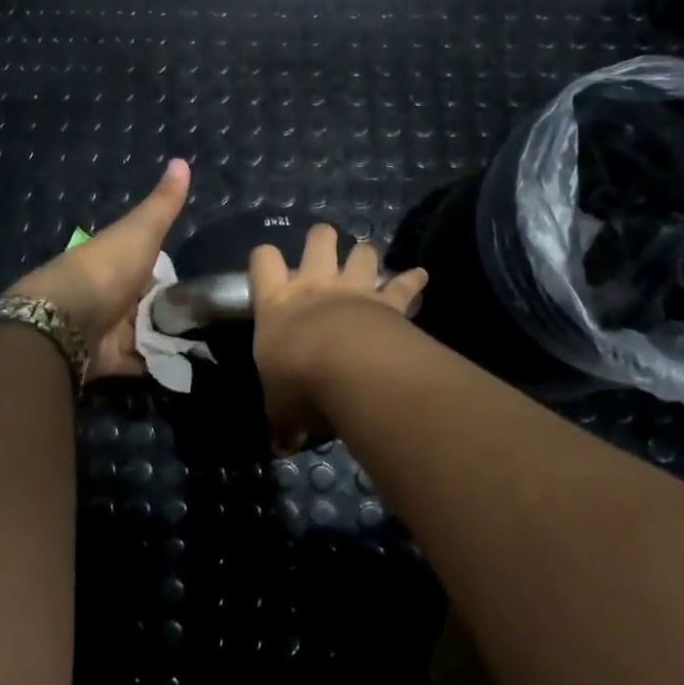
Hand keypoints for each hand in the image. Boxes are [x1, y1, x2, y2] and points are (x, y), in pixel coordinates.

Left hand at [9, 159, 191, 379]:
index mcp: (117, 261)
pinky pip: (139, 363)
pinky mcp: (109, 360)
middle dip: (172, 310)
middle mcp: (112, 294)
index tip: (200, 279)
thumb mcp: (141, 230)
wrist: (65, 320)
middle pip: (148, 303)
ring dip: (168, 338)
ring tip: (209, 343)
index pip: (148, 265)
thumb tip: (182, 159)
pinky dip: (158, 365)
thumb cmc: (106, 268)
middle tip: (212, 317)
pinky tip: (187, 366)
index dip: (169, 270)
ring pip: (146, 334)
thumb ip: (163, 203)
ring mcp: (109, 329)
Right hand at [249, 225, 427, 450]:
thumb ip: (282, 420)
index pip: (262, 262)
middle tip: (324, 248)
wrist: (349, 369)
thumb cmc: (300, 381)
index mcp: (277, 303)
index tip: (269, 268)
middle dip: (321, 239)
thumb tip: (282, 445)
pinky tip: (422, 276)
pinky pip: (404, 284)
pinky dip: (413, 279)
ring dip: (365, 254)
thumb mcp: (280, 406)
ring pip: (361, 252)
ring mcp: (354, 289)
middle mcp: (314, 286)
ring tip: (367, 260)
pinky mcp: (388, 302)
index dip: (265, 260)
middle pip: (318, 240)